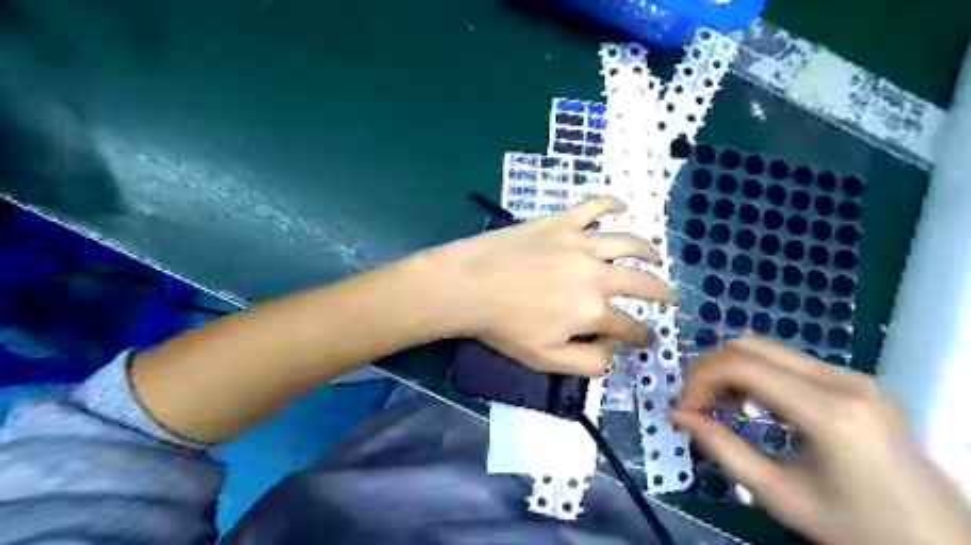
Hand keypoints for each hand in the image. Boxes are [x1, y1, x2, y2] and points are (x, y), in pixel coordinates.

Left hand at [427, 197, 675, 376]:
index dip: (643, 336)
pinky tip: (623, 206)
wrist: (468, 285)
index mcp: (593, 311)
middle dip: (661, 293)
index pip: (630, 327)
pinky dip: (612, 203)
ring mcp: (580, 243)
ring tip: (656, 257)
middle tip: (670, 297)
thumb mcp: (545, 359)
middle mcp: (596, 275)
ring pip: (627, 243)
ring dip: (648, 251)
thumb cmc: (504, 326)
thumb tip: (613, 351)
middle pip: (641, 283)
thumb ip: (587, 361)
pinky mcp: (561, 222)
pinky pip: (594, 206)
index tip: (649, 338)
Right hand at [673, 335, 970, 543]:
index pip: (741, 365)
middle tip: (694, 404)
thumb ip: (722, 449)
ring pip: (766, 348)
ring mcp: (853, 376)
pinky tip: (752, 405)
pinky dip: (755, 374)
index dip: (699, 379)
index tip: (684, 410)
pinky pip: (788, 361)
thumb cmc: (860, 530)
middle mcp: (843, 379)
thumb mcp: (780, 496)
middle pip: (749, 345)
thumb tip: (676, 415)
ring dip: (730, 369)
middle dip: (709, 369)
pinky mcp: (855, 382)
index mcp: (829, 410)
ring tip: (719, 406)